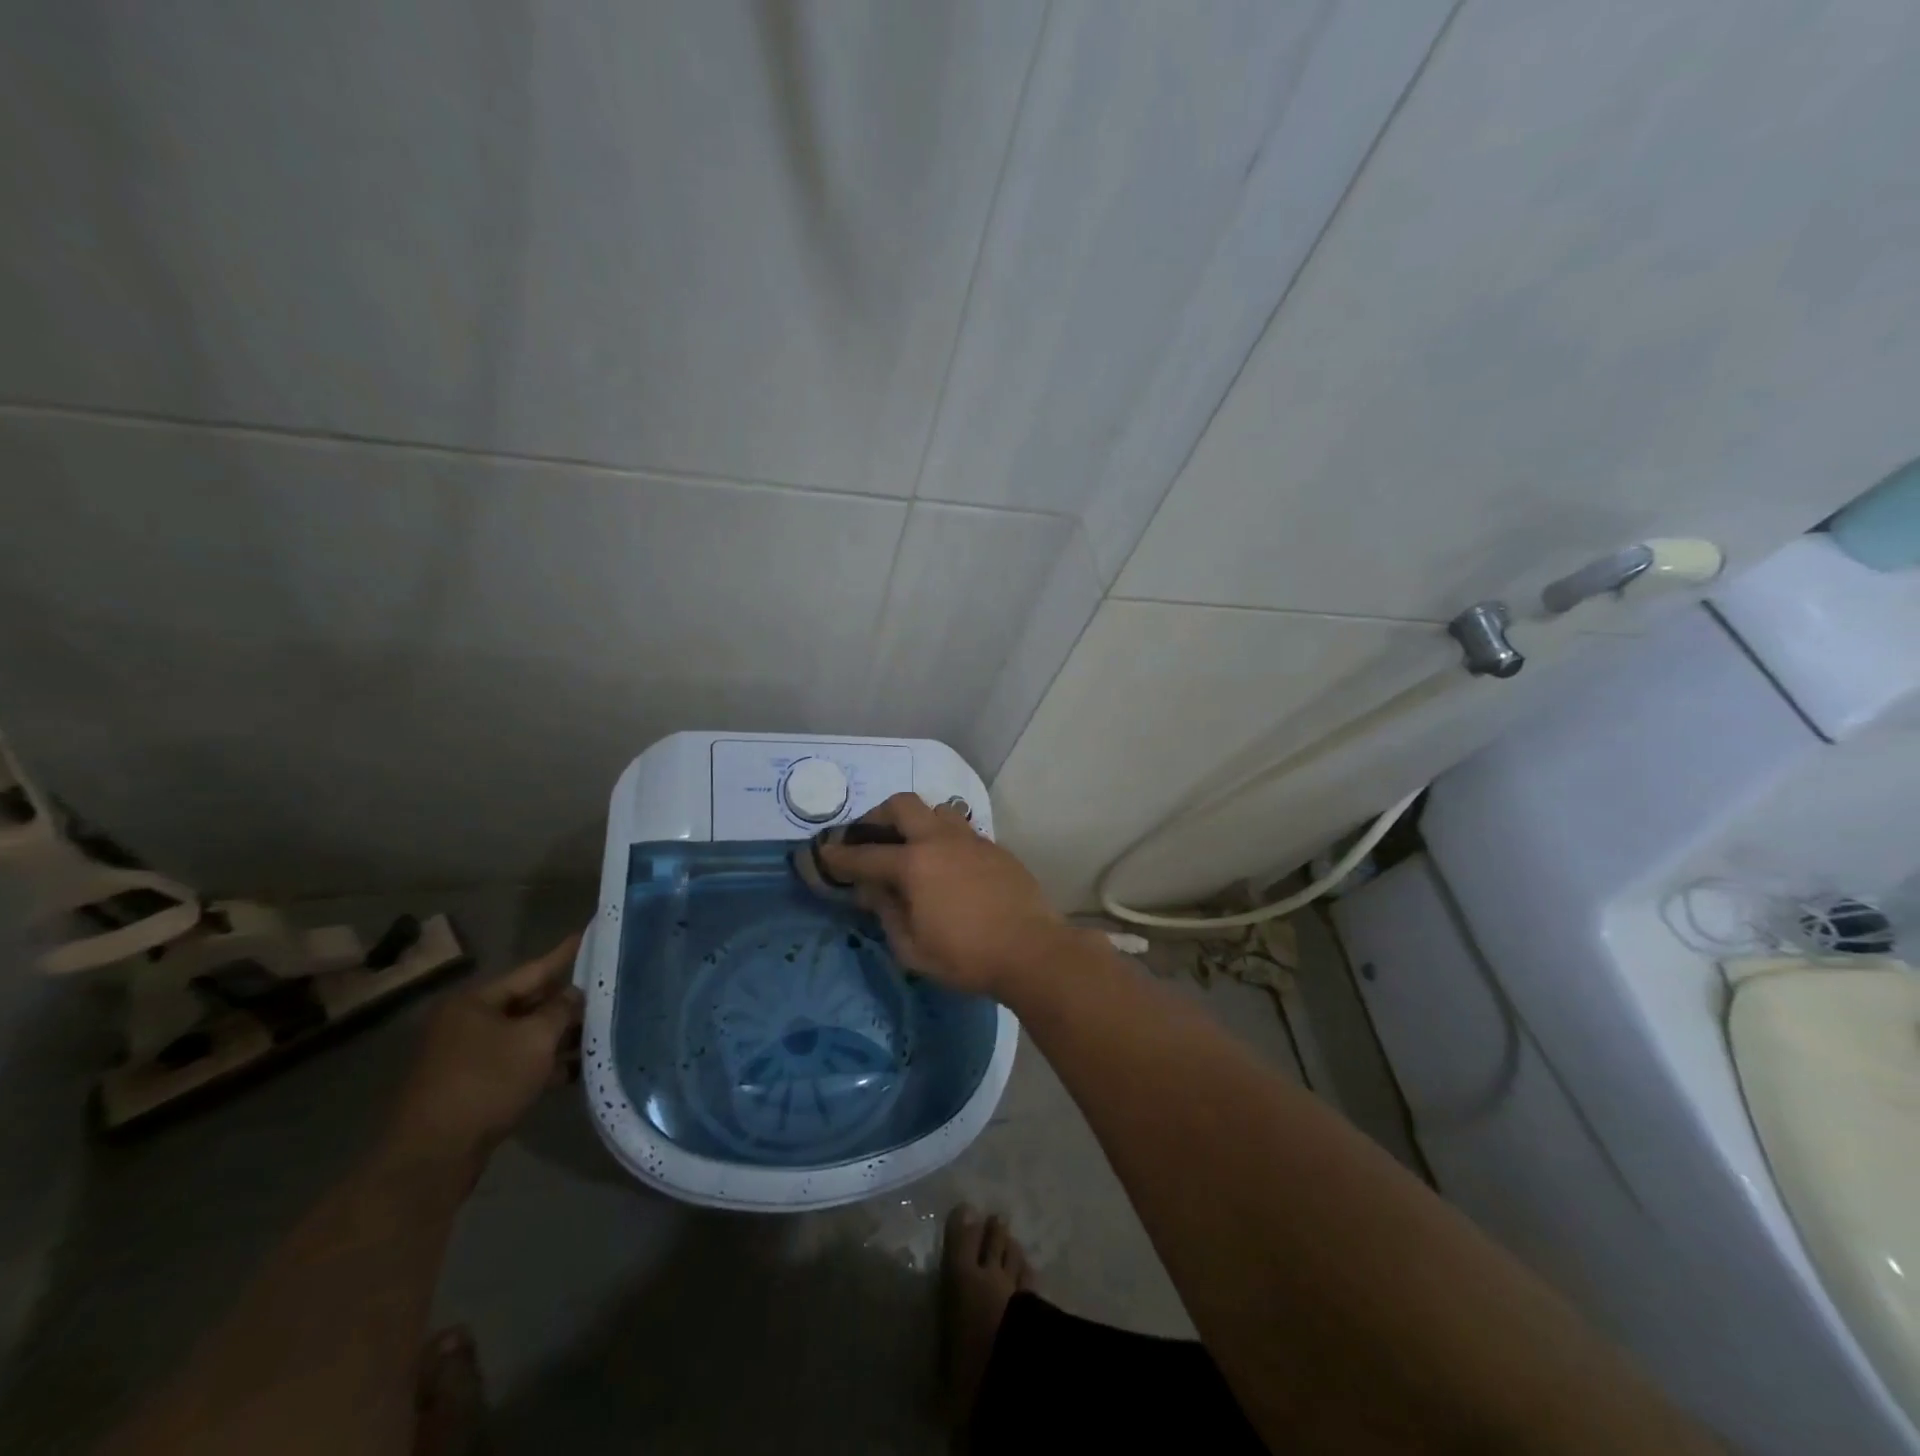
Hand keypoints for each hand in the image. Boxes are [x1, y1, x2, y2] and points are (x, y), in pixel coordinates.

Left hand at [382, 934, 583, 1176]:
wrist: (433, 1158)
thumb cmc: (486, 1083)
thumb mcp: (535, 1039)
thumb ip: (562, 1010)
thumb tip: (575, 995)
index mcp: (476, 1002)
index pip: (532, 970)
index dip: (564, 955)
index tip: (589, 935)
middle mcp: (467, 1023)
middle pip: (528, 1003)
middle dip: (566, 1002)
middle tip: (606, 990)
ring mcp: (467, 1057)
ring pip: (524, 1036)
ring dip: (559, 1037)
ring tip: (600, 1031)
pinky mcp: (472, 1088)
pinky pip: (516, 1064)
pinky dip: (543, 1064)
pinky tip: (575, 1068)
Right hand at [817, 793, 1088, 999]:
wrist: (1032, 951)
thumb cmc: (966, 957)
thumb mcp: (912, 948)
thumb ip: (886, 912)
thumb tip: (871, 889)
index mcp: (914, 864)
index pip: (865, 855)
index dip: (839, 855)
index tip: (824, 854)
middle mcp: (940, 840)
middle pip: (901, 805)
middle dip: (877, 815)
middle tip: (869, 837)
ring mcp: (971, 839)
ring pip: (936, 809)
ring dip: (915, 820)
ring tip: (910, 846)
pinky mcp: (994, 847)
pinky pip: (961, 829)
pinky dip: (943, 837)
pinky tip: (945, 864)